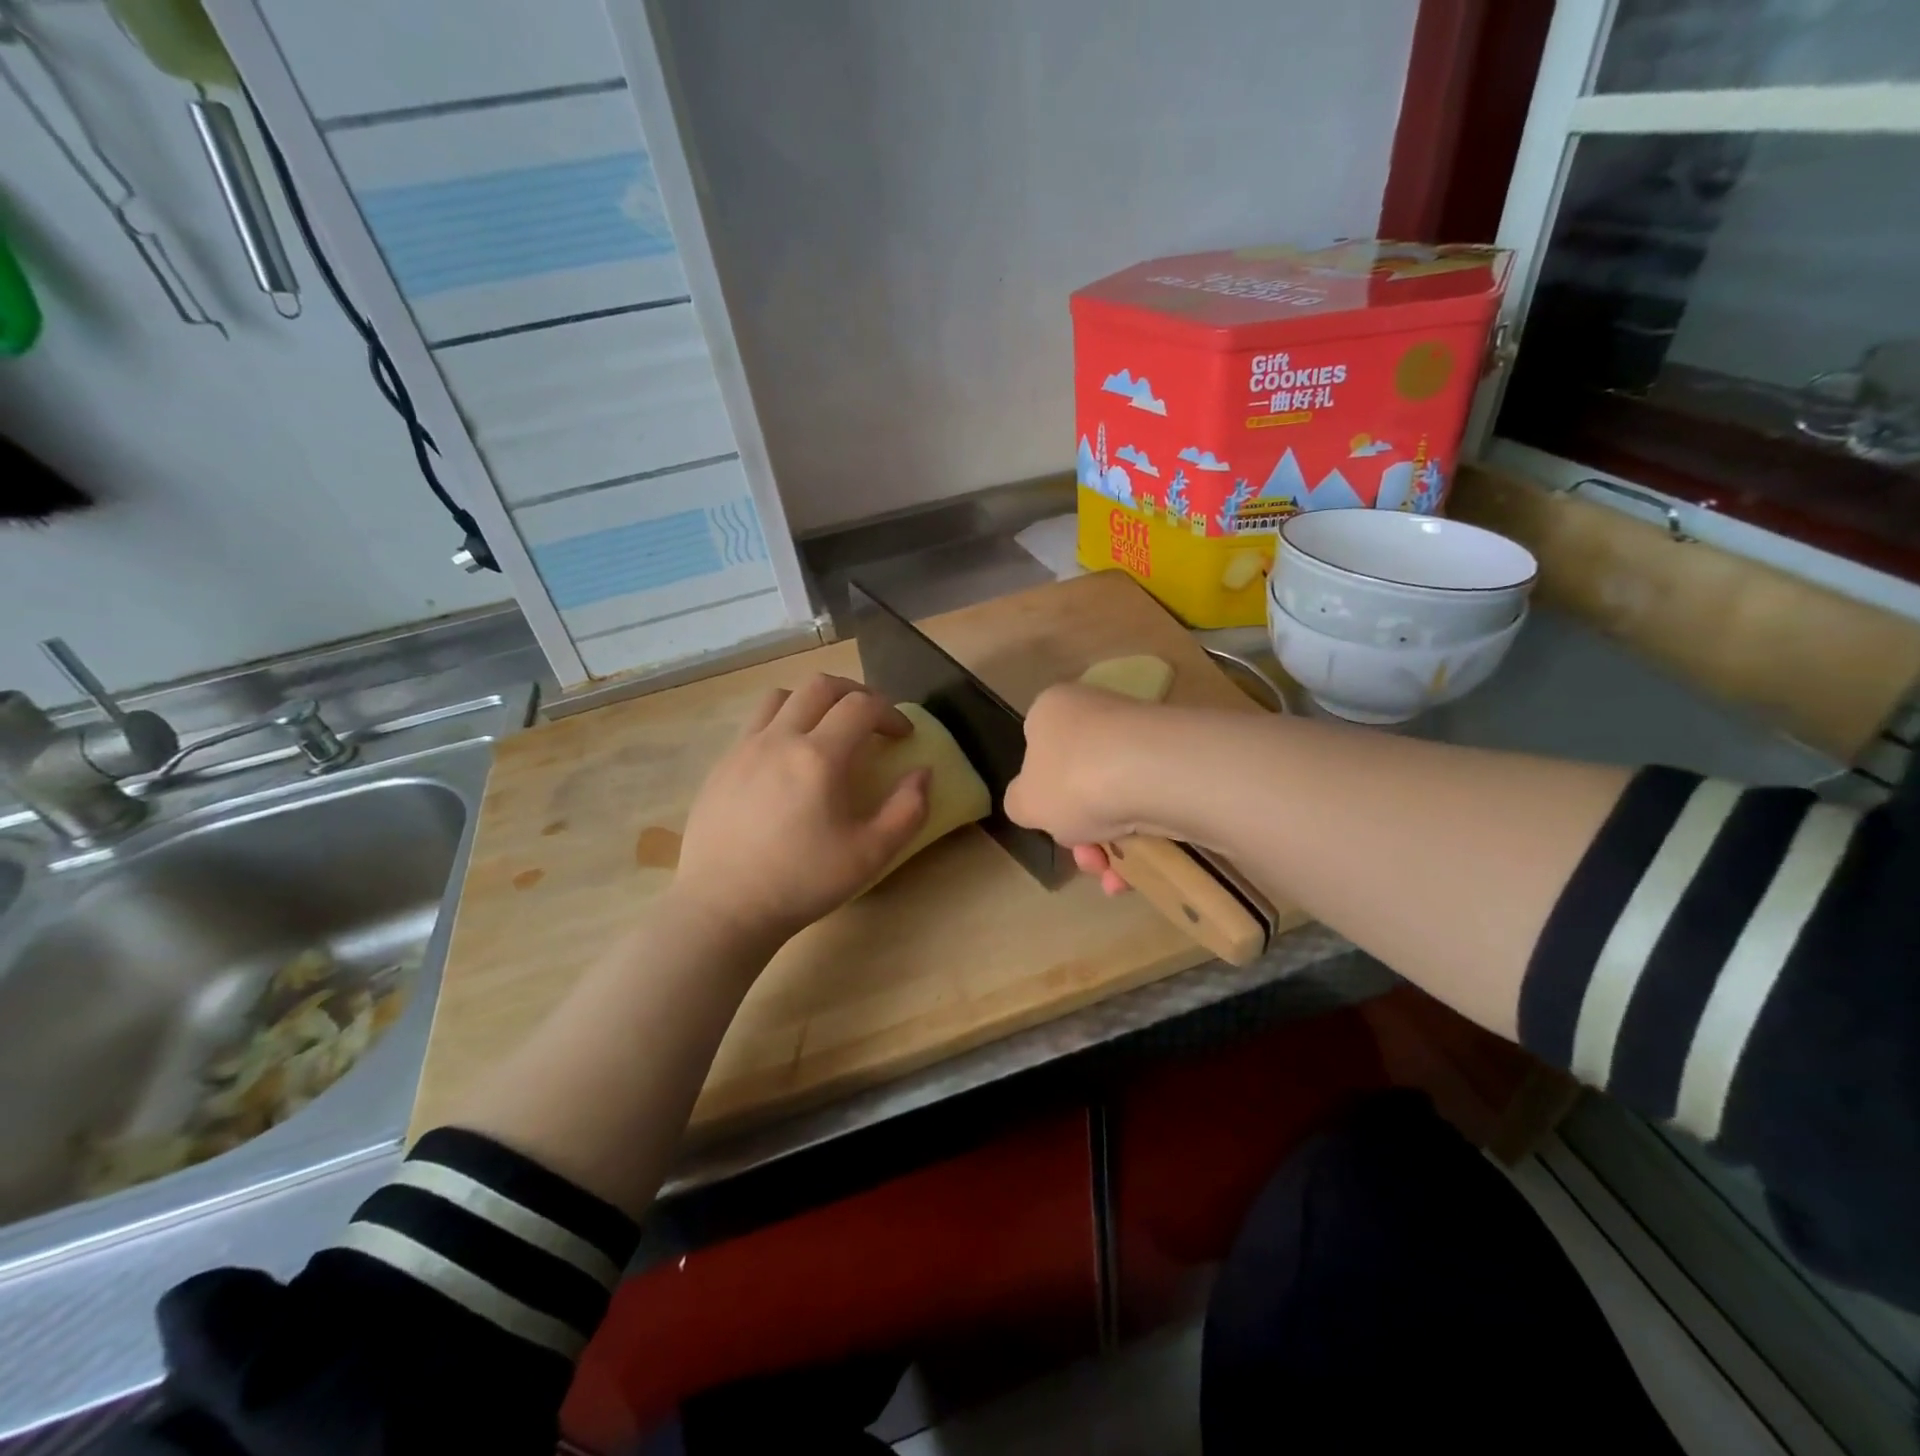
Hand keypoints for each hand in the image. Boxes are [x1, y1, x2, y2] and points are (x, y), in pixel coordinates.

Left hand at [670, 675, 930, 946]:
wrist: (723, 908)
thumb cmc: (801, 882)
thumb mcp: (870, 855)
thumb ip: (907, 810)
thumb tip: (922, 773)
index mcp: (819, 757)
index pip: (862, 707)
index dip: (890, 713)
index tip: (903, 736)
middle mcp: (779, 739)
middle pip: (820, 686)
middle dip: (855, 694)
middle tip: (872, 719)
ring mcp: (744, 749)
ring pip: (781, 697)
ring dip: (813, 701)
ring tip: (826, 729)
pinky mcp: (721, 766)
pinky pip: (755, 724)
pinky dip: (782, 724)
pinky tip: (787, 761)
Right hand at [1005, 683, 1159, 894]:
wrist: (1155, 774)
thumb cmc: (1073, 780)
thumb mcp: (1024, 803)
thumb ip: (1021, 805)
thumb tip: (1034, 803)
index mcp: (1052, 711)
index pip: (1037, 748)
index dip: (1041, 793)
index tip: (1051, 823)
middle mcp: (1096, 712)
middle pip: (1078, 782)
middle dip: (1081, 832)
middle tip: (1087, 859)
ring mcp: (1140, 734)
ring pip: (1115, 799)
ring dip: (1110, 847)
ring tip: (1114, 877)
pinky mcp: (1177, 759)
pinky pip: (1150, 804)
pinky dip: (1143, 840)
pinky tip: (1139, 872)